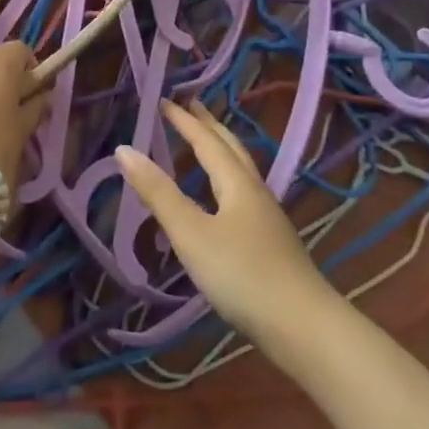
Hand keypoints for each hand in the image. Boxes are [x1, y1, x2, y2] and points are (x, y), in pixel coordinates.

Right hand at [115, 100, 331, 347]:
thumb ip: (158, 193)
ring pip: (241, 171)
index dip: (184, 120)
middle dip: (209, 126)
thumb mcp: (191, 234)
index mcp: (236, 183)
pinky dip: (227, 179)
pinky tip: (222, 199)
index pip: (206, 140)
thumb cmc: (242, 275)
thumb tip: (124, 149)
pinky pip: (244, 193)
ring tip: (205, 143)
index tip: (164, 100)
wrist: (304, 328)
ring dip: (221, 150)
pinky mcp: (272, 243)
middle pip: (231, 148)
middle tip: (191, 106)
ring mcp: (268, 218)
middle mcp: (255, 192)